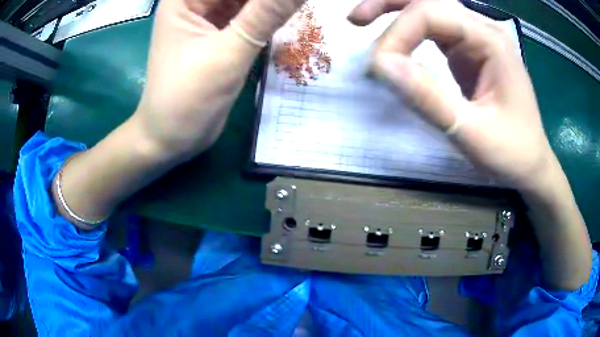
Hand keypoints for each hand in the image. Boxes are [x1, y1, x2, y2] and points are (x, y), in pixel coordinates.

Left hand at [135, 0, 305, 158]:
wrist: (172, 139)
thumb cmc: (188, 99)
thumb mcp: (229, 53)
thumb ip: (268, 14)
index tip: (288, 5)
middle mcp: (195, 0)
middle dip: (269, 1)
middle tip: (293, 10)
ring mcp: (207, 14)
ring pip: (247, 1)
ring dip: (271, 6)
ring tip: (293, 12)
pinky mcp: (219, 31)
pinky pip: (249, 13)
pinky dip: (268, 15)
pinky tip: (286, 17)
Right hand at [348, 0, 591, 290]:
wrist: (531, 163)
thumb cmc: (512, 152)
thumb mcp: (473, 133)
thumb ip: (430, 99)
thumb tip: (382, 67)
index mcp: (490, 41)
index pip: (431, 14)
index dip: (398, 35)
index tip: (378, 69)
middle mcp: (483, 31)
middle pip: (429, 0)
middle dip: (388, 4)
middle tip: (356, 20)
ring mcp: (476, 40)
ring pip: (430, 9)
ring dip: (396, 11)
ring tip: (364, 21)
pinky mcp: (469, 53)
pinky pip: (436, 29)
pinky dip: (410, 29)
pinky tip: (396, 38)